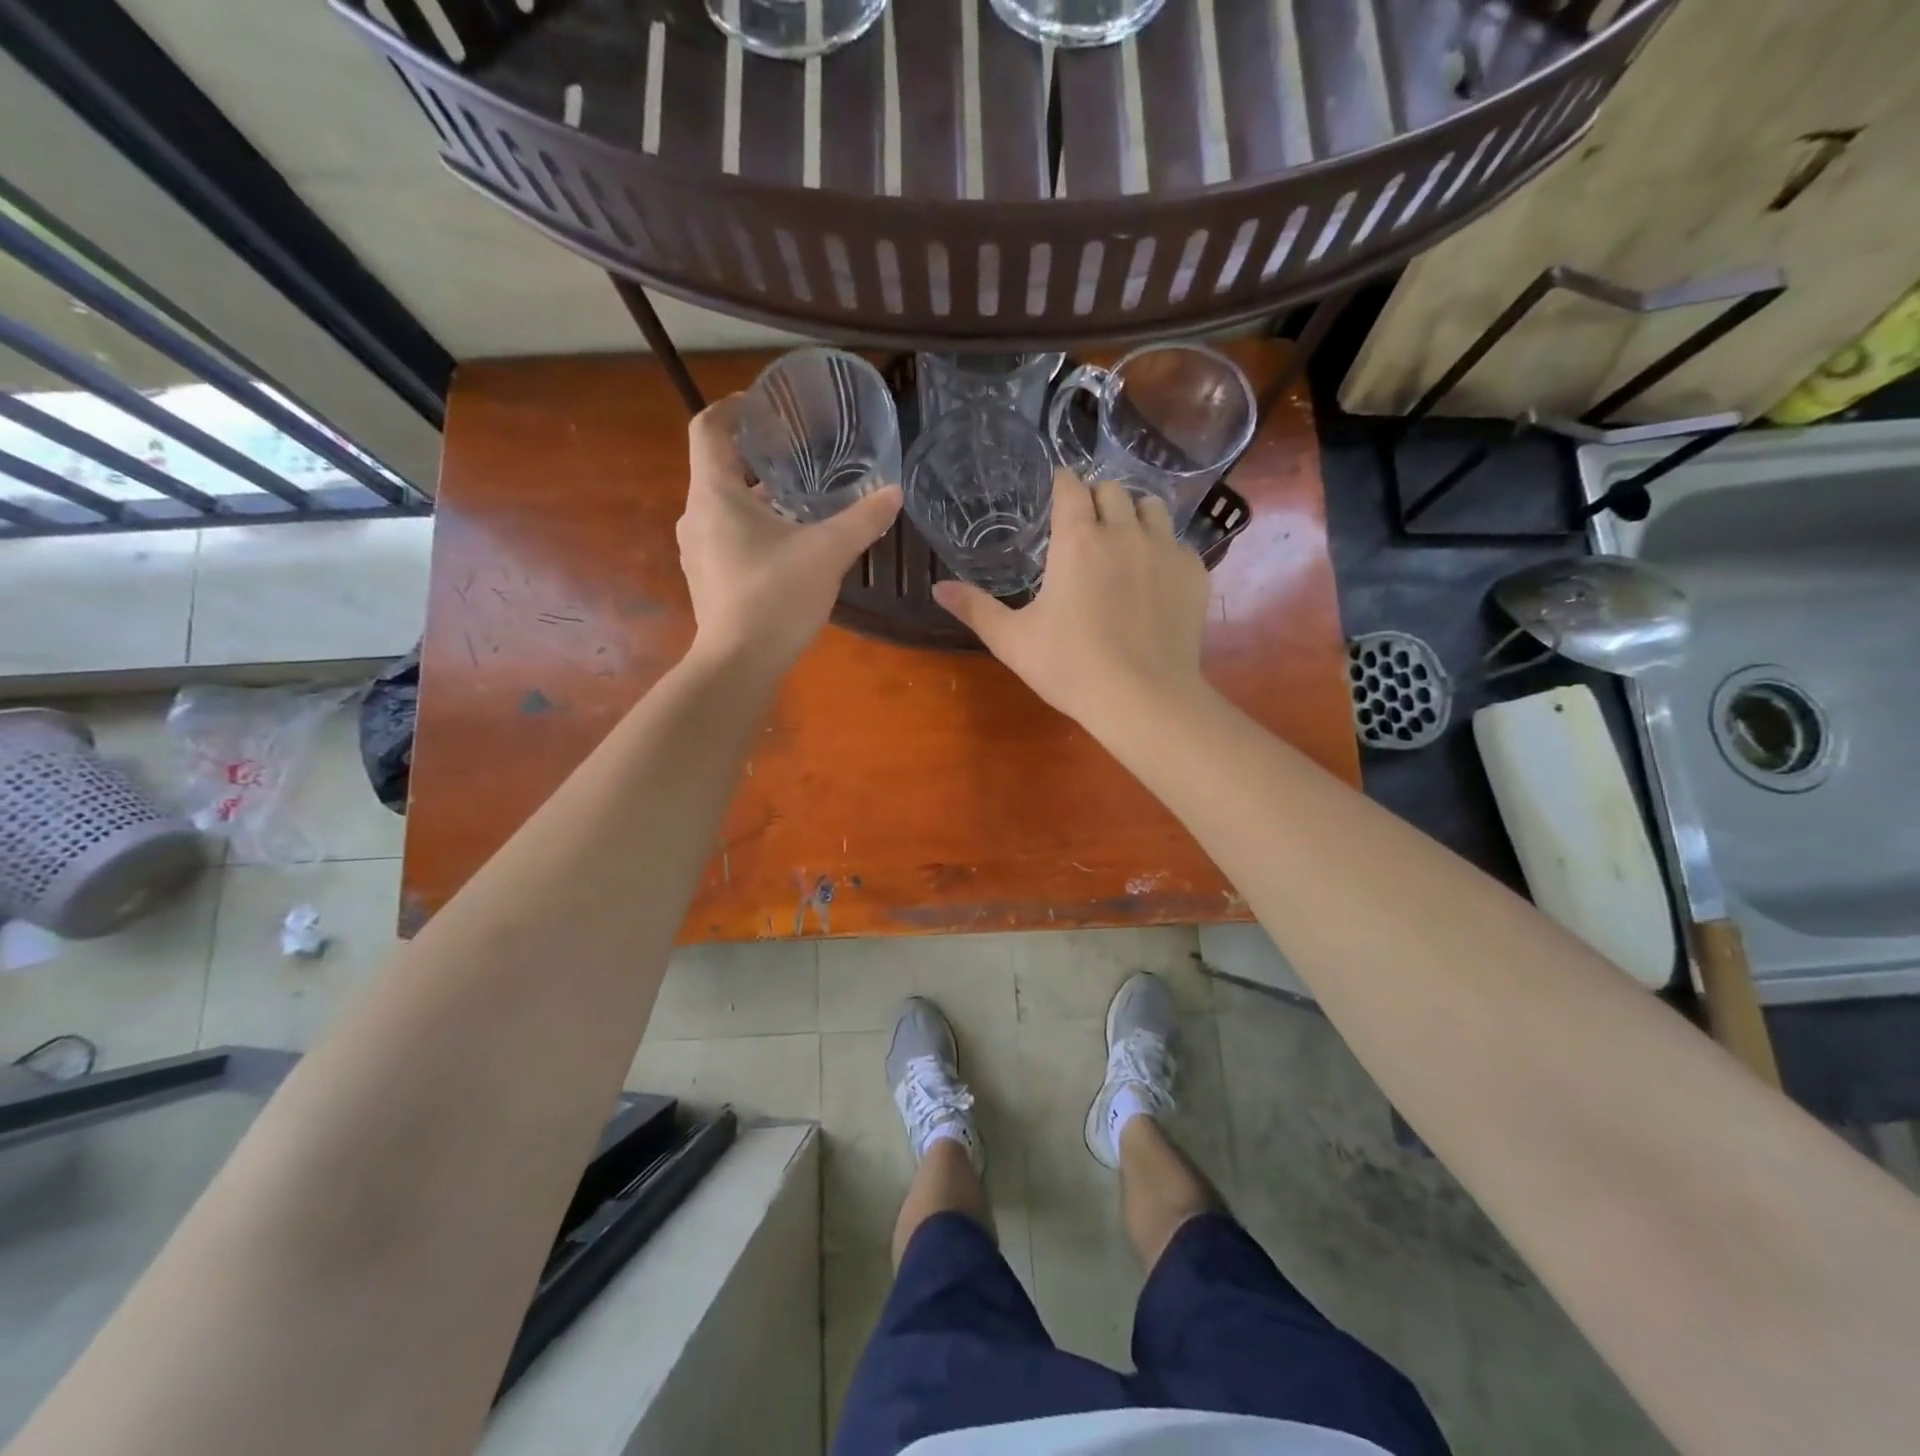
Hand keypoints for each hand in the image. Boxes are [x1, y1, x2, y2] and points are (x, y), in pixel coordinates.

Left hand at [677, 395, 900, 672]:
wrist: (740, 663)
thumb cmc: (776, 596)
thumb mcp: (828, 552)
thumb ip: (863, 519)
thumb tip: (894, 492)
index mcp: (715, 494)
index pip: (708, 428)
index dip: (732, 408)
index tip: (762, 406)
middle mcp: (697, 515)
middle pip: (717, 468)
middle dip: (754, 456)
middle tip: (794, 453)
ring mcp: (697, 551)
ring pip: (723, 506)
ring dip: (755, 496)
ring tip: (797, 499)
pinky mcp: (707, 579)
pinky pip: (726, 537)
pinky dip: (752, 528)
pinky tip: (787, 545)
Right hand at [933, 472, 1212, 730]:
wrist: (1144, 699)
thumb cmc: (1070, 667)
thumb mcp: (1012, 641)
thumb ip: (975, 609)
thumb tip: (937, 588)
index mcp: (1077, 540)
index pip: (1070, 486)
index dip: (1061, 484)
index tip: (1055, 492)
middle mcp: (1124, 531)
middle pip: (1112, 489)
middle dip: (1096, 498)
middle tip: (1085, 524)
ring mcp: (1165, 550)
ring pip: (1152, 506)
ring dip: (1133, 514)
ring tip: (1123, 539)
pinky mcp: (1194, 573)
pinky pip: (1178, 542)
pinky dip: (1163, 548)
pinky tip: (1153, 578)